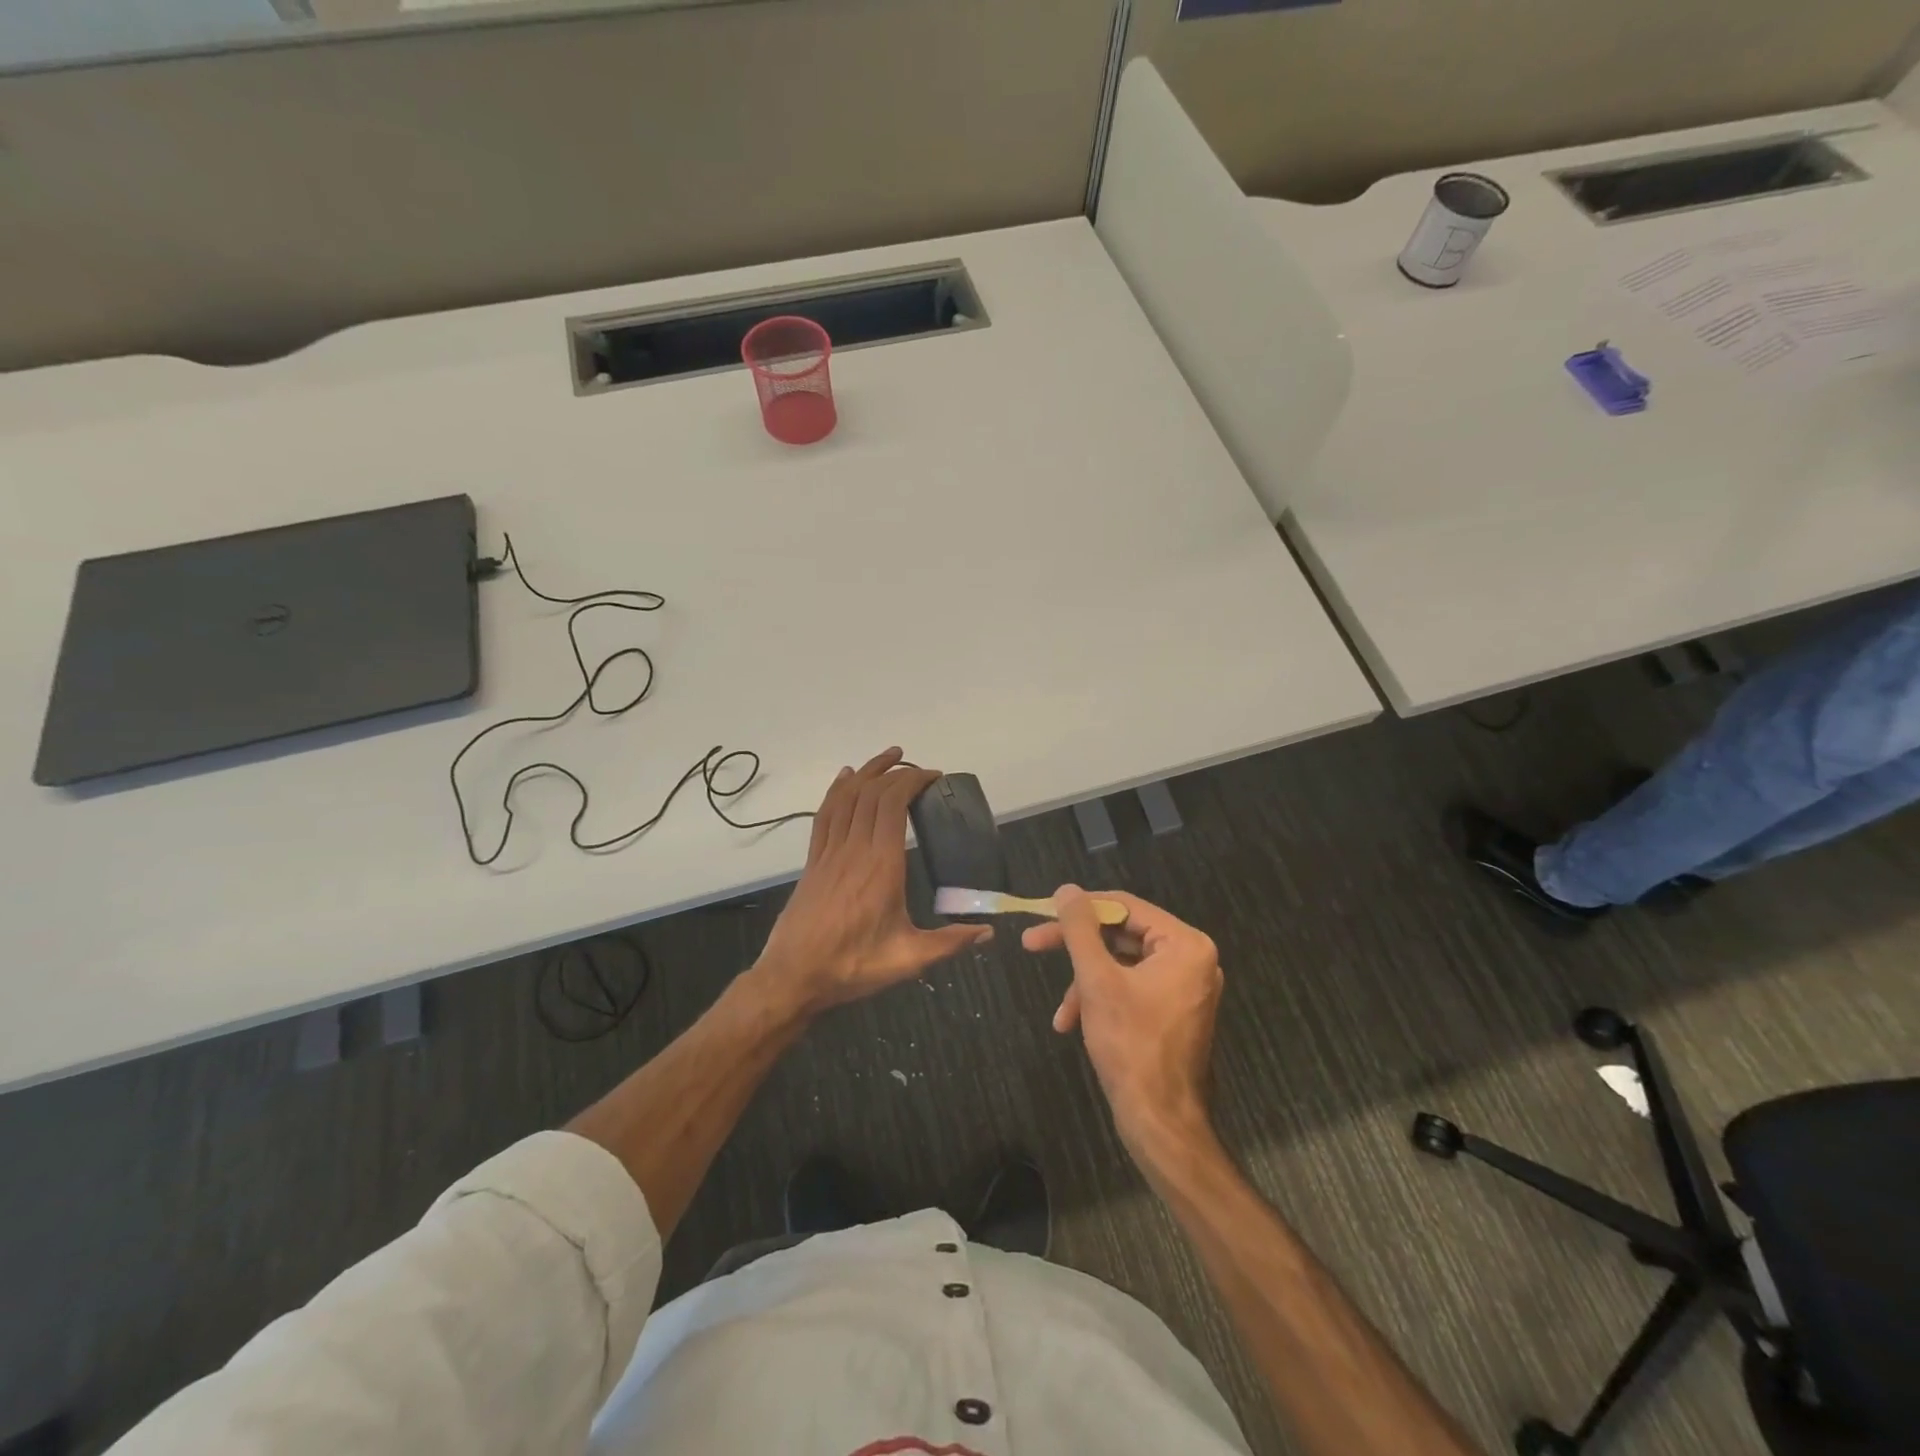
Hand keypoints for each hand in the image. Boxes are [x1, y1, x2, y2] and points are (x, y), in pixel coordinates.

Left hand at [753, 748, 991, 1015]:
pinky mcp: (814, 861)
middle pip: (872, 794)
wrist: (793, 977)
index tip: (934, 777)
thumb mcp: (908, 959)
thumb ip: (950, 942)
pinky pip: (825, 814)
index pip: (893, 805)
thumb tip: (989, 932)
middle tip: (919, 768)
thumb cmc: (853, 966)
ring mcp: (829, 852)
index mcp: (881, 865)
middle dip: (896, 771)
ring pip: (846, 797)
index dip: (912, 781)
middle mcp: (854, 849)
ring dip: (867, 772)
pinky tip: (845, 779)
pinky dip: (837, 790)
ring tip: (888, 757)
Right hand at [1023, 886, 1221, 1156]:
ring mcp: (1184, 987)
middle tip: (1032, 944)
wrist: (1160, 1122)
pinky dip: (1101, 999)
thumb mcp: (1097, 981)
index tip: (1041, 913)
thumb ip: (1080, 930)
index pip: (1124, 906)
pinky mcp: (1173, 1011)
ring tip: (1061, 1012)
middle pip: (1121, 934)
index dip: (1080, 908)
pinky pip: (1131, 987)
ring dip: (1085, 982)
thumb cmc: (1131, 1045)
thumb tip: (1066, 889)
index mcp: (1185, 944)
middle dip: (1077, 948)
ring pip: (1121, 964)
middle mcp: (1192, 958)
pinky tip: (1073, 1023)